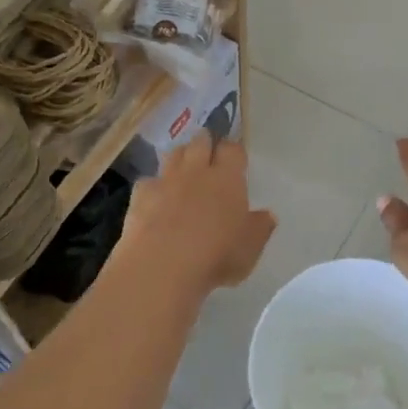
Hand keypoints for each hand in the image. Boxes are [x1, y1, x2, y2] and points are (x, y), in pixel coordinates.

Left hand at [114, 131, 275, 295]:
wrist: (161, 266)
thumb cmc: (216, 255)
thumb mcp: (250, 248)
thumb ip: (260, 228)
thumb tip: (268, 215)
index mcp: (227, 179)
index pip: (232, 150)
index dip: (234, 151)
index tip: (235, 157)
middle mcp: (196, 171)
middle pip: (200, 143)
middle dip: (205, 143)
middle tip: (208, 151)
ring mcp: (165, 181)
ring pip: (173, 154)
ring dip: (179, 156)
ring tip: (183, 165)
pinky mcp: (140, 196)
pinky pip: (148, 181)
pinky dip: (153, 185)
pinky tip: (155, 196)